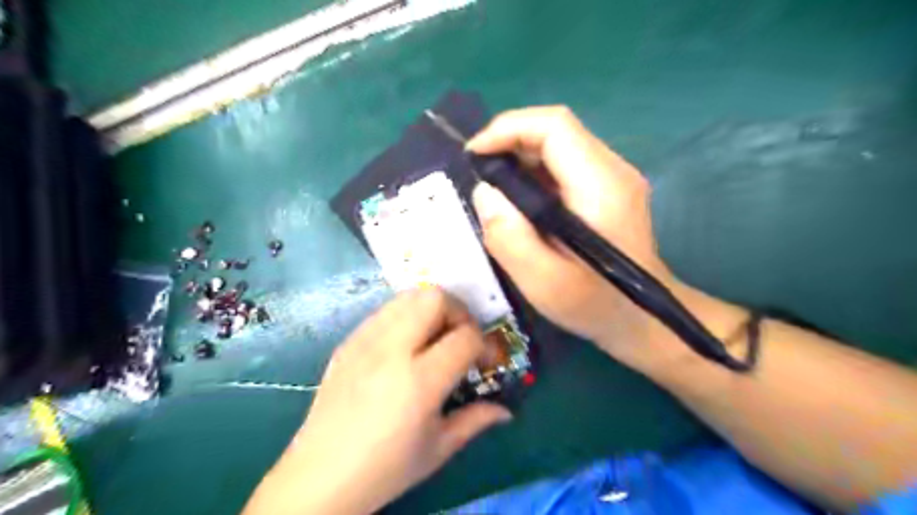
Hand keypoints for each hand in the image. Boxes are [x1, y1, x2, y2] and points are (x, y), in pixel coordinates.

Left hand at [243, 289, 511, 514]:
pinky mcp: (348, 341)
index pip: (465, 336)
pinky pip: (384, 311)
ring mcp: (364, 340)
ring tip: (433, 339)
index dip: (485, 344)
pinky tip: (404, 346)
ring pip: (407, 296)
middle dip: (458, 312)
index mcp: (419, 381)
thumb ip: (476, 419)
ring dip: (431, 309)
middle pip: (435, 298)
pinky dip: (405, 317)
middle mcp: (391, 350)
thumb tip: (507, 410)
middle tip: (460, 338)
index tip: (485, 362)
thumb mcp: (439, 448)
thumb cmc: (385, 468)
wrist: (319, 477)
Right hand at [469, 107, 675, 367]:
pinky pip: (564, 165)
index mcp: (601, 185)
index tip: (474, 156)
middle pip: (556, 130)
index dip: (508, 129)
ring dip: (520, 157)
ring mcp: (613, 178)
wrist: (643, 321)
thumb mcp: (544, 282)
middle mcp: (612, 170)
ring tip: (494, 190)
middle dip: (509, 141)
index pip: (554, 126)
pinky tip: (520, 202)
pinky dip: (534, 173)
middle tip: (479, 175)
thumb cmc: (595, 305)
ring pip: (558, 146)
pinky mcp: (607, 190)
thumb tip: (485, 192)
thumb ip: (509, 237)